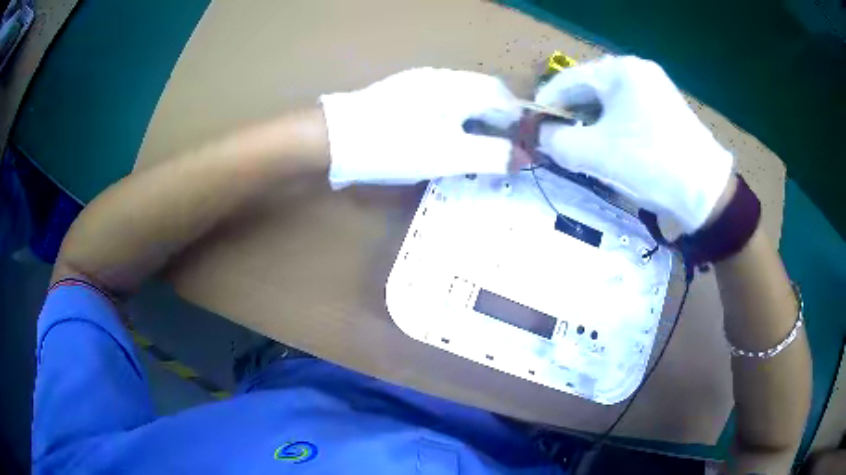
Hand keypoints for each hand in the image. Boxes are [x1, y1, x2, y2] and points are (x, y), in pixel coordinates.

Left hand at [320, 68, 519, 188]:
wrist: (335, 138)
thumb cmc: (396, 145)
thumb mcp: (449, 155)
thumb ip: (491, 155)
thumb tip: (525, 158)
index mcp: (458, 87)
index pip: (503, 96)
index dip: (518, 120)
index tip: (522, 145)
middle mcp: (441, 77)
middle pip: (483, 93)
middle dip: (498, 120)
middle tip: (500, 149)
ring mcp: (419, 82)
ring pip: (462, 96)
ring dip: (476, 118)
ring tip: (476, 146)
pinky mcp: (402, 92)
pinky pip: (442, 100)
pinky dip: (455, 117)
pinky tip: (445, 136)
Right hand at [535, 56, 733, 231]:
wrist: (706, 192)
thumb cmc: (650, 163)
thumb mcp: (595, 153)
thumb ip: (557, 141)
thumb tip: (541, 136)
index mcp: (619, 70)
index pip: (568, 80)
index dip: (545, 104)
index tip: (531, 128)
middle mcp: (637, 71)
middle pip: (589, 90)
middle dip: (570, 116)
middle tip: (555, 142)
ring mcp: (655, 88)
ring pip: (609, 102)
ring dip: (590, 124)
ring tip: (580, 148)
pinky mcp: (665, 108)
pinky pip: (627, 112)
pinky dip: (612, 127)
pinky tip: (609, 147)